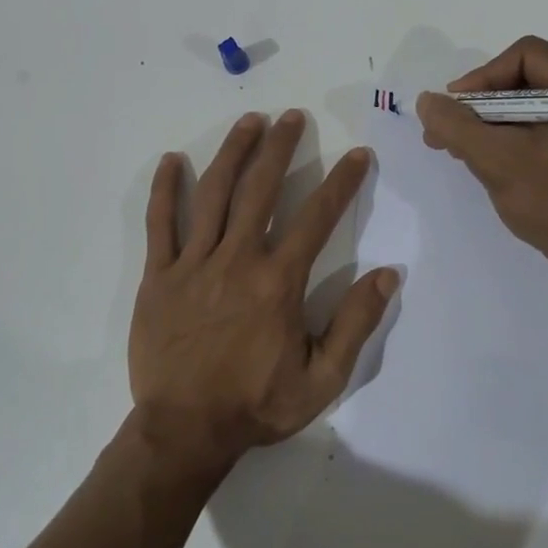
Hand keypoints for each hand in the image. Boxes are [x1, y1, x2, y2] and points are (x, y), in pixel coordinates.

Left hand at [129, 110, 397, 480]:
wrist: (185, 431)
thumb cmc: (256, 405)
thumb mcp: (322, 379)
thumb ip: (355, 324)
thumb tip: (388, 274)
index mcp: (278, 282)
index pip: (317, 218)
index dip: (341, 182)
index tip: (357, 155)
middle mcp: (237, 260)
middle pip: (261, 189)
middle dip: (280, 148)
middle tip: (292, 117)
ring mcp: (193, 264)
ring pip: (214, 195)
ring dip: (233, 153)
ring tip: (249, 121)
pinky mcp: (158, 276)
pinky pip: (160, 224)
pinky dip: (166, 190)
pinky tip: (173, 160)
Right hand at [416, 36, 547, 289]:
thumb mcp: (497, 160)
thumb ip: (456, 125)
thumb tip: (427, 101)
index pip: (525, 55)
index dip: (482, 78)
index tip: (454, 109)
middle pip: (527, 78)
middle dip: (482, 105)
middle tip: (447, 132)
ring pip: (532, 104)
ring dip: (492, 123)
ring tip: (459, 149)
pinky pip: (544, 126)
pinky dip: (513, 137)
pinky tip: (487, 158)